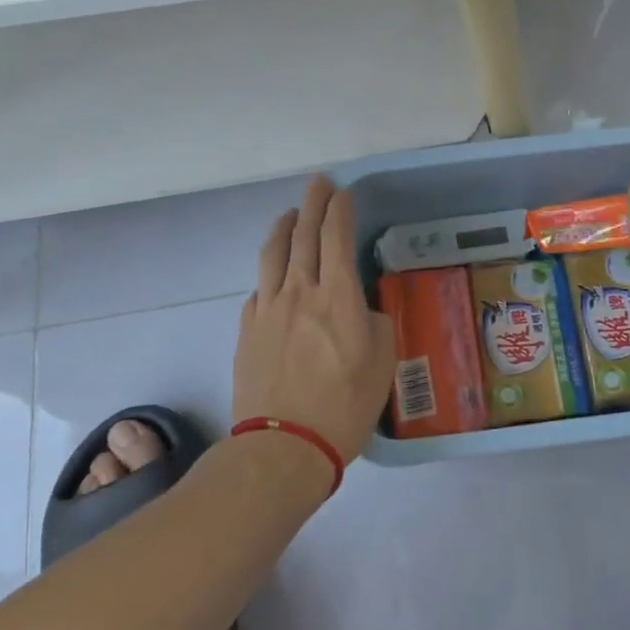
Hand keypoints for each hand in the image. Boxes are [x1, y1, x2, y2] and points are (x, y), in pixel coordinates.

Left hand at [232, 176, 395, 467]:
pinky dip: (269, 271)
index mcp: (338, 296)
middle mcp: (300, 291)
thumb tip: (359, 310)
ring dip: (284, 227)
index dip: (340, 210)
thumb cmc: (344, 406)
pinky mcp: (247, 328)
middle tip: (318, 184)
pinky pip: (259, 287)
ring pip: (273, 253)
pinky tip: (273, 274)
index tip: (343, 193)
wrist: (283, 446)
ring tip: (290, 214)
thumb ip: (374, 324)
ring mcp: (268, 307)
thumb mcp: (382, 363)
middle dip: (313, 203)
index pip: (337, 237)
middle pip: (304, 234)